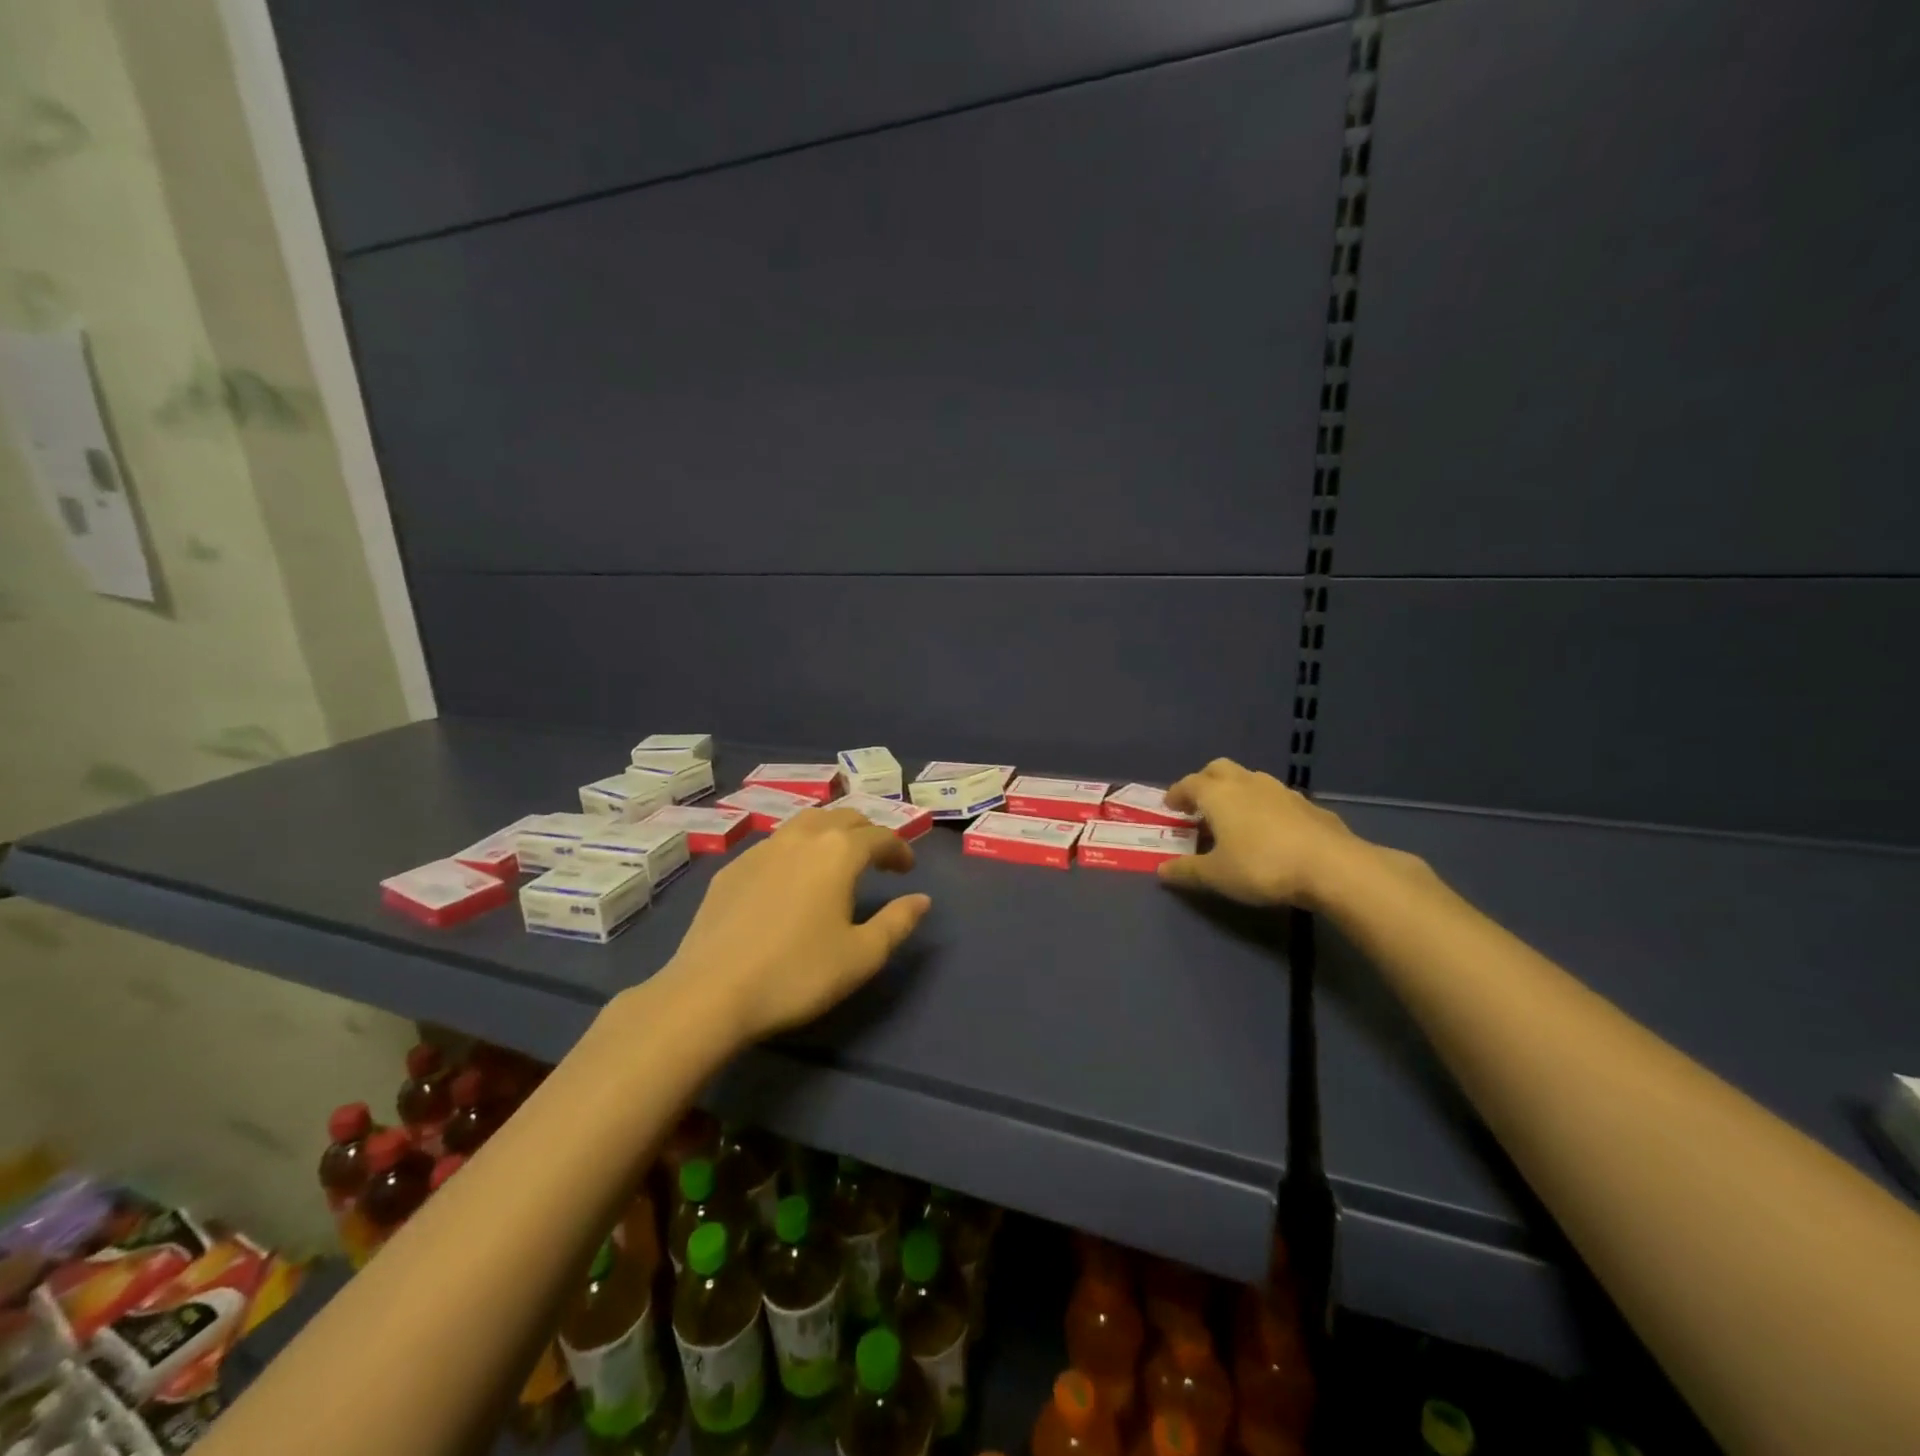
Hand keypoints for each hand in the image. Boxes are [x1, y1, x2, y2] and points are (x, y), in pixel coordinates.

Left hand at [658, 808, 931, 1043]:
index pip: (879, 835)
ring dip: (829, 833)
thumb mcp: (862, 956)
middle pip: (842, 818)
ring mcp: (760, 849)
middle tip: (877, 859)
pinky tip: (790, 879)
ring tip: (836, 860)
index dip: (899, 848)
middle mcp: (801, 838)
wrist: (711, 993)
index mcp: (838, 852)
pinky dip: (796, 849)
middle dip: (866, 833)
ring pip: (805, 823)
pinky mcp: (731, 868)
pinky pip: (774, 844)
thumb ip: (898, 922)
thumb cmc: (797, 974)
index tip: (907, 869)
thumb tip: (922, 899)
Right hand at [1157, 758, 1361, 910]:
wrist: (1332, 867)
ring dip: (1237, 791)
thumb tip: (1161, 871)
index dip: (1176, 793)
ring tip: (1235, 816)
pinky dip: (1265, 806)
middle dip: (1205, 781)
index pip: (1189, 783)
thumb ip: (1186, 871)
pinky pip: (1277, 798)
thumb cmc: (1261, 866)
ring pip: (1250, 779)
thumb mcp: (1216, 875)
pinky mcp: (1309, 805)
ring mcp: (1281, 791)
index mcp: (1218, 794)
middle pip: (1219, 769)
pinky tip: (1271, 830)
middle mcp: (1247, 783)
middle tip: (1200, 804)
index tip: (1170, 806)